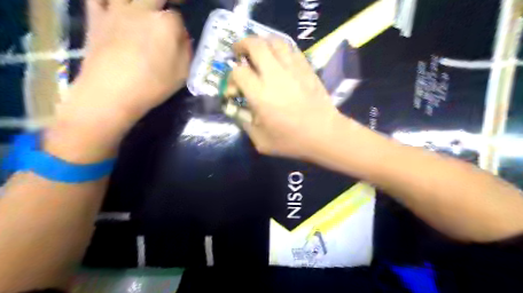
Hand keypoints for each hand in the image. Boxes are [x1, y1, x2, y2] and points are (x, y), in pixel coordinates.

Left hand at [66, 0, 191, 120]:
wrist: (112, 92)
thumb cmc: (153, 85)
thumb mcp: (182, 73)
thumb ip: (186, 51)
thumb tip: (182, 37)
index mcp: (166, 24)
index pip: (177, 16)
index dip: (179, 25)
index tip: (179, 37)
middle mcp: (142, 10)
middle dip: (165, 2)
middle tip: (167, 11)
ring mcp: (116, 10)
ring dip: (139, 1)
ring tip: (143, 8)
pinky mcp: (96, 17)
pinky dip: (107, 0)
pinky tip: (115, 6)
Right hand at [230, 38, 343, 159]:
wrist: (324, 134)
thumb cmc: (292, 141)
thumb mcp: (261, 142)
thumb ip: (245, 123)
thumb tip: (237, 110)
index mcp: (260, 95)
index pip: (238, 72)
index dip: (230, 77)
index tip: (234, 88)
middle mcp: (274, 75)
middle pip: (255, 45)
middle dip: (242, 45)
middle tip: (238, 52)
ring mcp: (293, 69)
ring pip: (274, 41)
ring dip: (262, 42)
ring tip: (258, 51)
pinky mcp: (306, 68)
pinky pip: (291, 49)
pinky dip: (279, 48)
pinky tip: (278, 58)